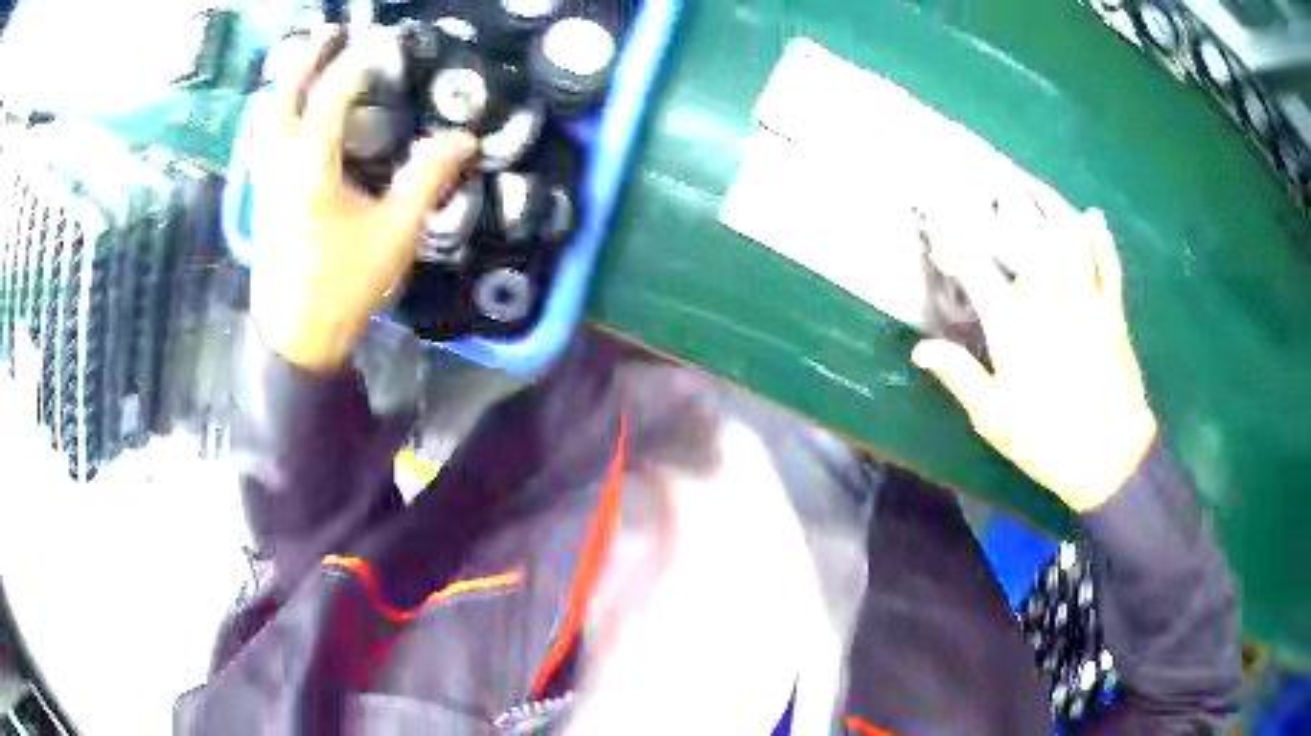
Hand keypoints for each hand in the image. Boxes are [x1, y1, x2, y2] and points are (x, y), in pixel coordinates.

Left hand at [250, 26, 477, 371]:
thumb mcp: (393, 234)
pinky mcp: (262, 198)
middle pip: (285, 94)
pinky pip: (263, 138)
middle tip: (331, 31)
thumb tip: (465, 138)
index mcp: (311, 162)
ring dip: (286, 82)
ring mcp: (265, 180)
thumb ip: (427, 179)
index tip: (383, 40)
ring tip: (306, 61)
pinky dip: (276, 112)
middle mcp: (280, 162)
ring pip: (266, 116)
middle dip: (307, 57)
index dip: (359, 61)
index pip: (334, 93)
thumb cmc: (342, 286)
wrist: (295, 337)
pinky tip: (289, 114)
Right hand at [911, 208, 1156, 511]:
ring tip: (1031, 184)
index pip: (975, 269)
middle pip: (1023, 237)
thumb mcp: (995, 419)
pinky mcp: (1112, 310)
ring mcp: (1085, 299)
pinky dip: (1101, 239)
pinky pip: (1107, 264)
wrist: (1111, 457)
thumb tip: (920, 349)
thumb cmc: (1048, 440)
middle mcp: (1048, 299)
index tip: (934, 222)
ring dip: (1048, 207)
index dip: (952, 242)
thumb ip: (960, 376)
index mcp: (1014, 326)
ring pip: (1066, 239)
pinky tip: (1093, 216)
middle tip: (988, 180)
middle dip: (1002, 204)